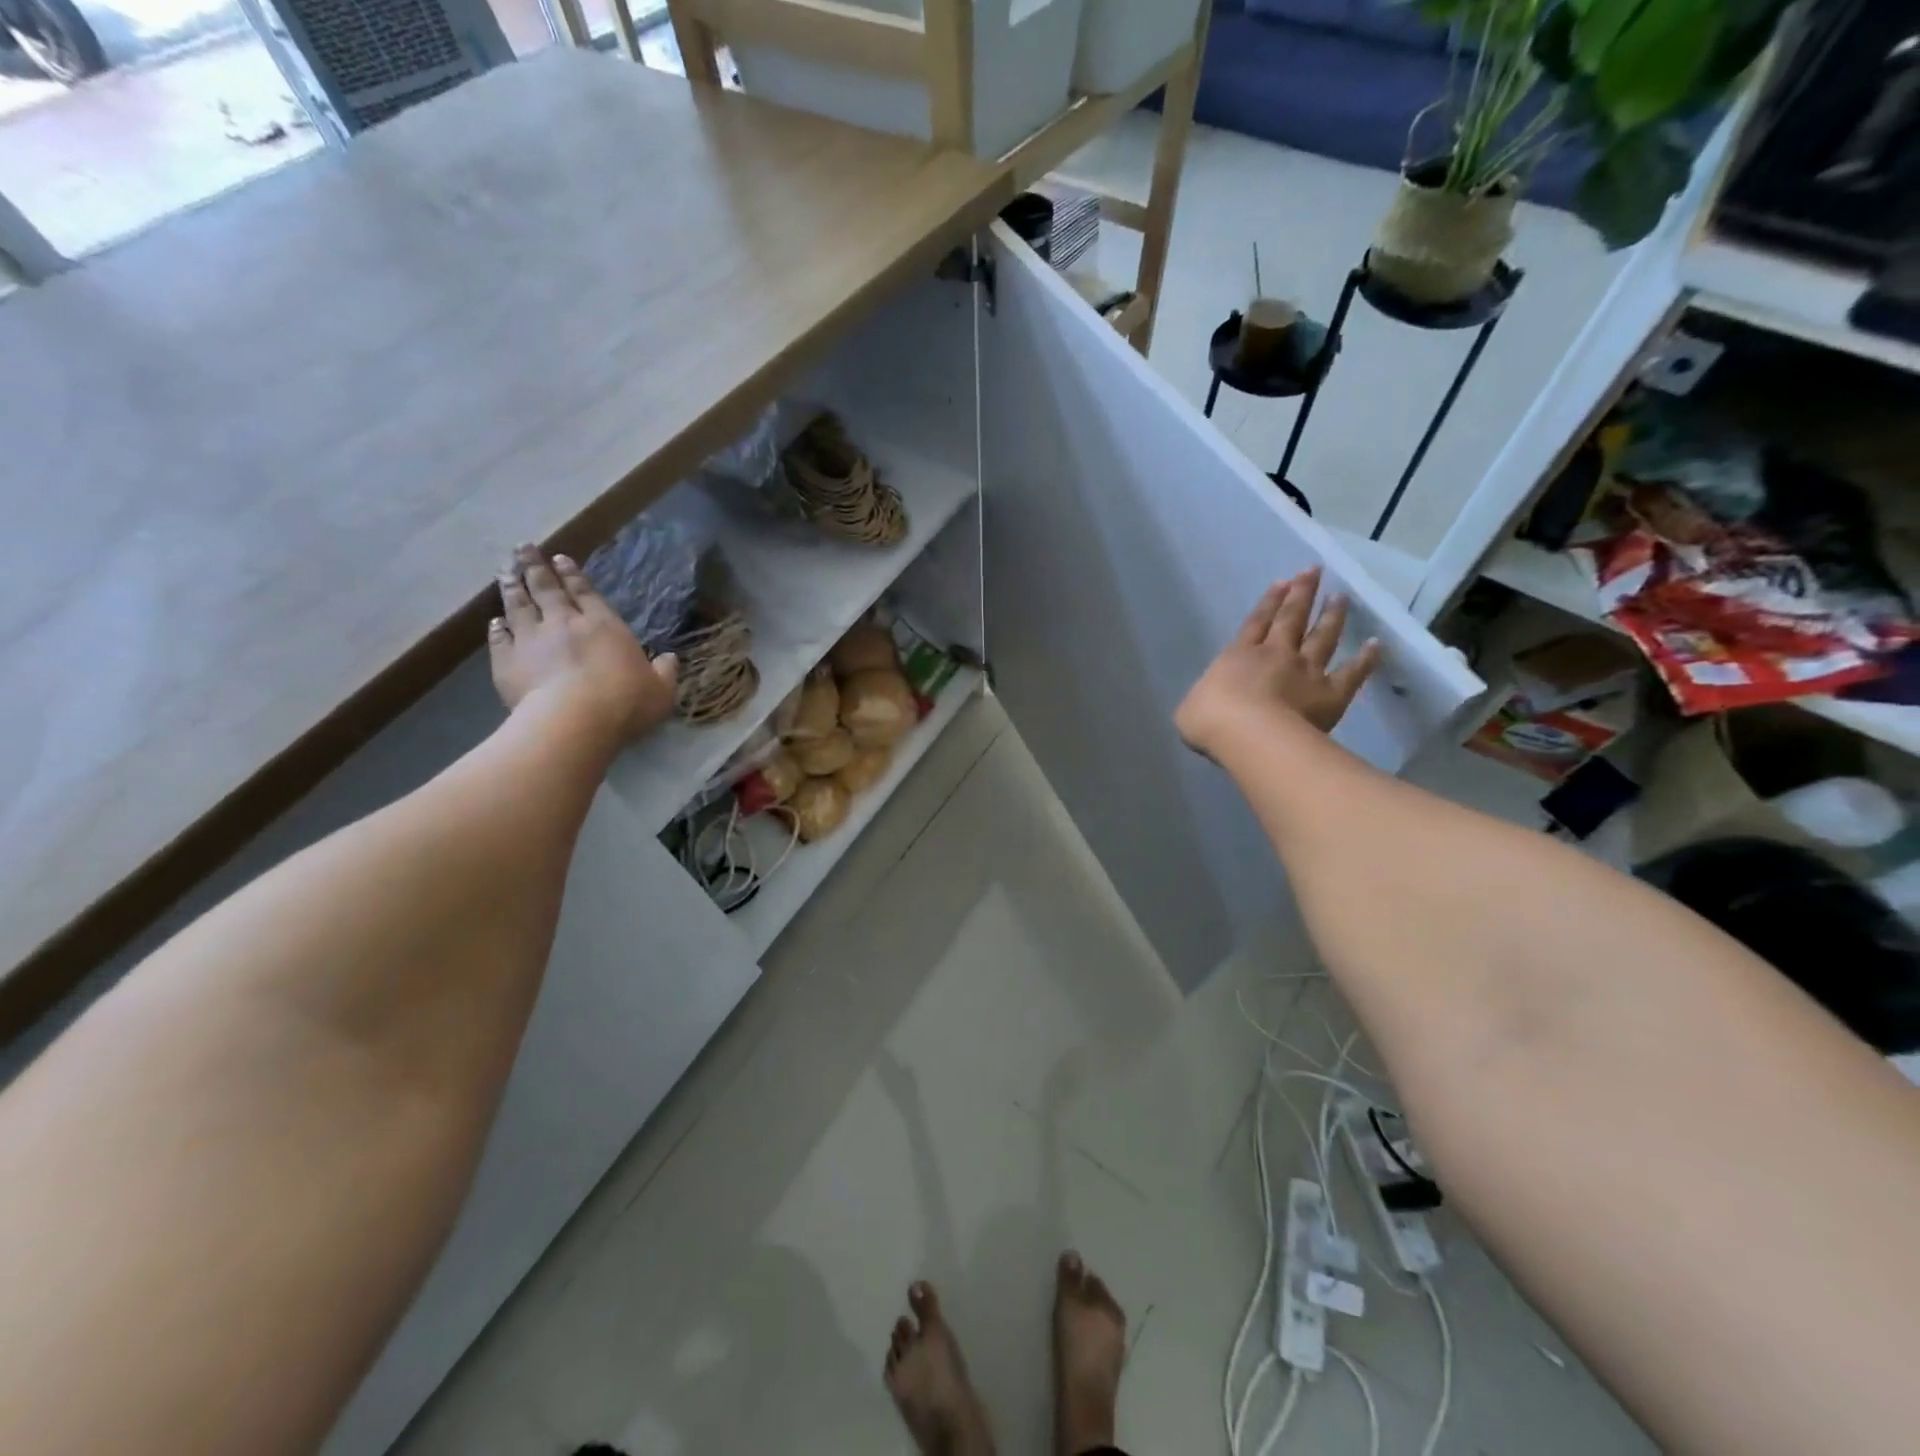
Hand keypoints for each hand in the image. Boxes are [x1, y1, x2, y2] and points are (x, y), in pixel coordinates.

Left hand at [488, 543, 678, 742]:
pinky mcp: (507, 661)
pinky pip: (499, 639)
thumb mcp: (660, 691)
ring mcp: (531, 640)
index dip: (572, 574)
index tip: (559, 558)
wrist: (575, 720)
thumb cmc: (625, 702)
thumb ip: (664, 672)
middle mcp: (564, 623)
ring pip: (518, 606)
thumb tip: (669, 659)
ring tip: (504, 573)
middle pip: (546, 589)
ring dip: (511, 588)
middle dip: (535, 567)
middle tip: (523, 549)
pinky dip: (496, 628)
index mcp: (603, 625)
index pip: (585, 592)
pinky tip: (494, 622)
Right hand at [1175, 567, 1380, 756]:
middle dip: (1302, 594)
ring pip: (1322, 637)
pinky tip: (1375, 645)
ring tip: (1341, 597)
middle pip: (1291, 619)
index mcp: (1238, 656)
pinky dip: (1365, 659)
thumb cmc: (1210, 720)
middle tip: (1314, 572)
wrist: (1248, 734)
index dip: (1269, 602)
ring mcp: (1306, 671)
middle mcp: (1275, 655)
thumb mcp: (1191, 709)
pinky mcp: (1330, 693)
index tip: (1283, 582)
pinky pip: (1352, 673)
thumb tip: (1206, 704)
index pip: (1256, 622)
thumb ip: (1203, 701)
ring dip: (1332, 616)